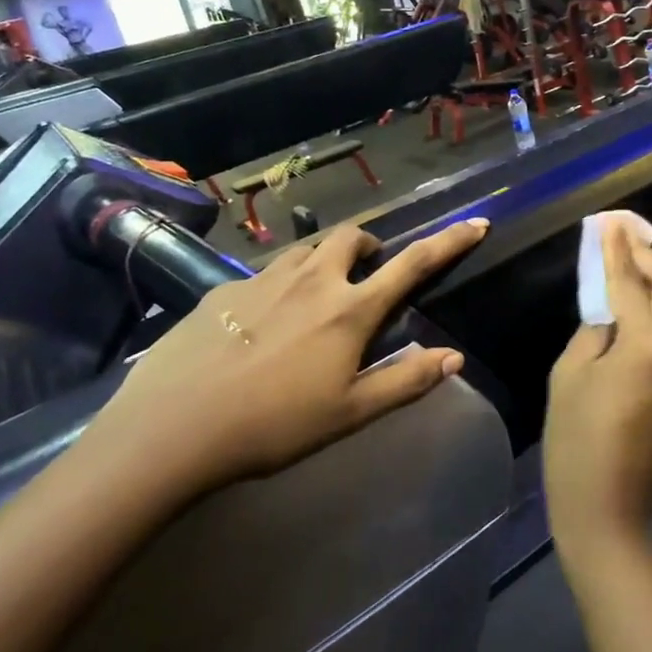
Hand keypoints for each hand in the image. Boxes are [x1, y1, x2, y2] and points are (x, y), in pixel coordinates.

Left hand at [88, 218, 489, 501]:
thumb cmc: (274, 425)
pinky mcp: (224, 292)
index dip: (450, 241)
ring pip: (306, 250)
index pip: (413, 264)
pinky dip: (279, 285)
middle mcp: (312, 280)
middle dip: (369, 246)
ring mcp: (264, 280)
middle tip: (367, 275)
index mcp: (350, 309)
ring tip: (316, 296)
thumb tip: (455, 357)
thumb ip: (406, 382)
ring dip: (324, 261)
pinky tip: (260, 324)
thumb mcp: (350, 413)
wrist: (174, 429)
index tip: (477, 222)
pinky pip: (263, 274)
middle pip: (352, 237)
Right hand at [543, 224, 651, 566]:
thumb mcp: (570, 375)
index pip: (631, 284)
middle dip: (650, 258)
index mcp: (649, 348)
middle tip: (625, 237)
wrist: (609, 516)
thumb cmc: (575, 444)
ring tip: (636, 264)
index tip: (609, 222)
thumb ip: (594, 330)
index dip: (617, 250)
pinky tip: (645, 309)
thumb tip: (610, 312)